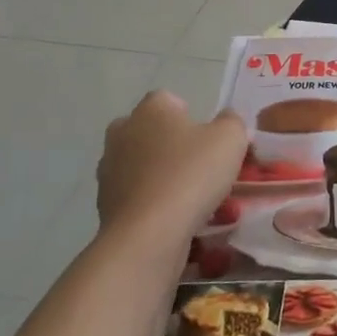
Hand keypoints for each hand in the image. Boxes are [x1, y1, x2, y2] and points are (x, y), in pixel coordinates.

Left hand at [96, 91, 245, 239]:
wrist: (148, 235)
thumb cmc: (191, 175)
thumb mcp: (231, 139)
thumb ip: (233, 122)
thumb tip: (227, 121)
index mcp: (151, 109)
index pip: (170, 100)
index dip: (191, 117)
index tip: (208, 139)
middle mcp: (123, 131)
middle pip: (151, 131)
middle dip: (171, 144)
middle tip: (198, 165)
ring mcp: (109, 168)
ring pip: (141, 164)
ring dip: (159, 173)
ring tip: (188, 197)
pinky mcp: (103, 203)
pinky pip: (134, 194)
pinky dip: (149, 201)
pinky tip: (171, 217)